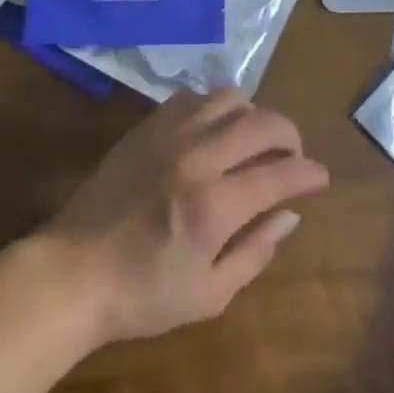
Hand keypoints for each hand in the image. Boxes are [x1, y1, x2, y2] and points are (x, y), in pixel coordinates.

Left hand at [43, 87, 329, 348]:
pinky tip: (213, 129)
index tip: (320, 177)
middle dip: (289, 134)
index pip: (279, 173)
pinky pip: (192, 97)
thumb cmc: (143, 294)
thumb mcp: (209, 295)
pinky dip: (214, 106)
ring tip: (253, 138)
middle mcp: (197, 158)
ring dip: (252, 114)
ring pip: (228, 97)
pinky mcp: (147, 126)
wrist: (73, 272)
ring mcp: (170, 135)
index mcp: (215, 206)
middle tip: (293, 154)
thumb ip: (256, 251)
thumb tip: (290, 214)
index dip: (308, 172)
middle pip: (261, 122)